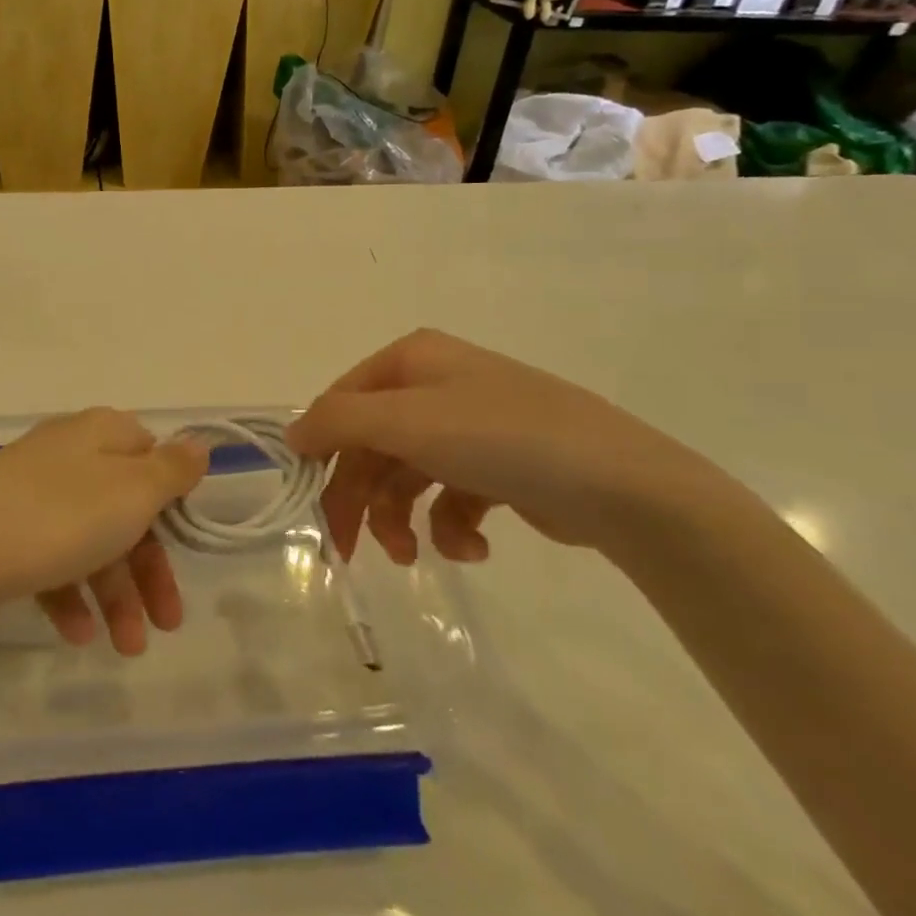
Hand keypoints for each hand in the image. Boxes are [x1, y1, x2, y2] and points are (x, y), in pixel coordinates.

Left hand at [0, 408, 207, 655]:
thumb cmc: (60, 518)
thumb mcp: (133, 491)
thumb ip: (172, 470)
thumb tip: (198, 444)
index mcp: (101, 434)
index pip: (151, 455)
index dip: (172, 500)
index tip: (184, 542)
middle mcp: (68, 455)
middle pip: (125, 507)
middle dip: (149, 569)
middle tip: (167, 624)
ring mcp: (32, 493)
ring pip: (90, 541)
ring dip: (115, 595)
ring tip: (126, 647)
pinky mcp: (5, 530)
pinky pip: (51, 560)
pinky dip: (70, 596)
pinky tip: (78, 635)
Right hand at [285, 330, 740, 565]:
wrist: (623, 485)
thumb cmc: (501, 438)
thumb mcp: (407, 420)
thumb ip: (337, 421)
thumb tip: (292, 434)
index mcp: (412, 360)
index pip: (342, 403)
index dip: (321, 452)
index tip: (309, 504)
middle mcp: (436, 385)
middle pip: (372, 444)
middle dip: (360, 498)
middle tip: (348, 551)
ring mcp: (469, 426)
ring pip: (407, 476)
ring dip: (401, 520)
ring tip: (415, 556)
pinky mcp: (499, 467)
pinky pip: (451, 496)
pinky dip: (450, 527)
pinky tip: (473, 547)